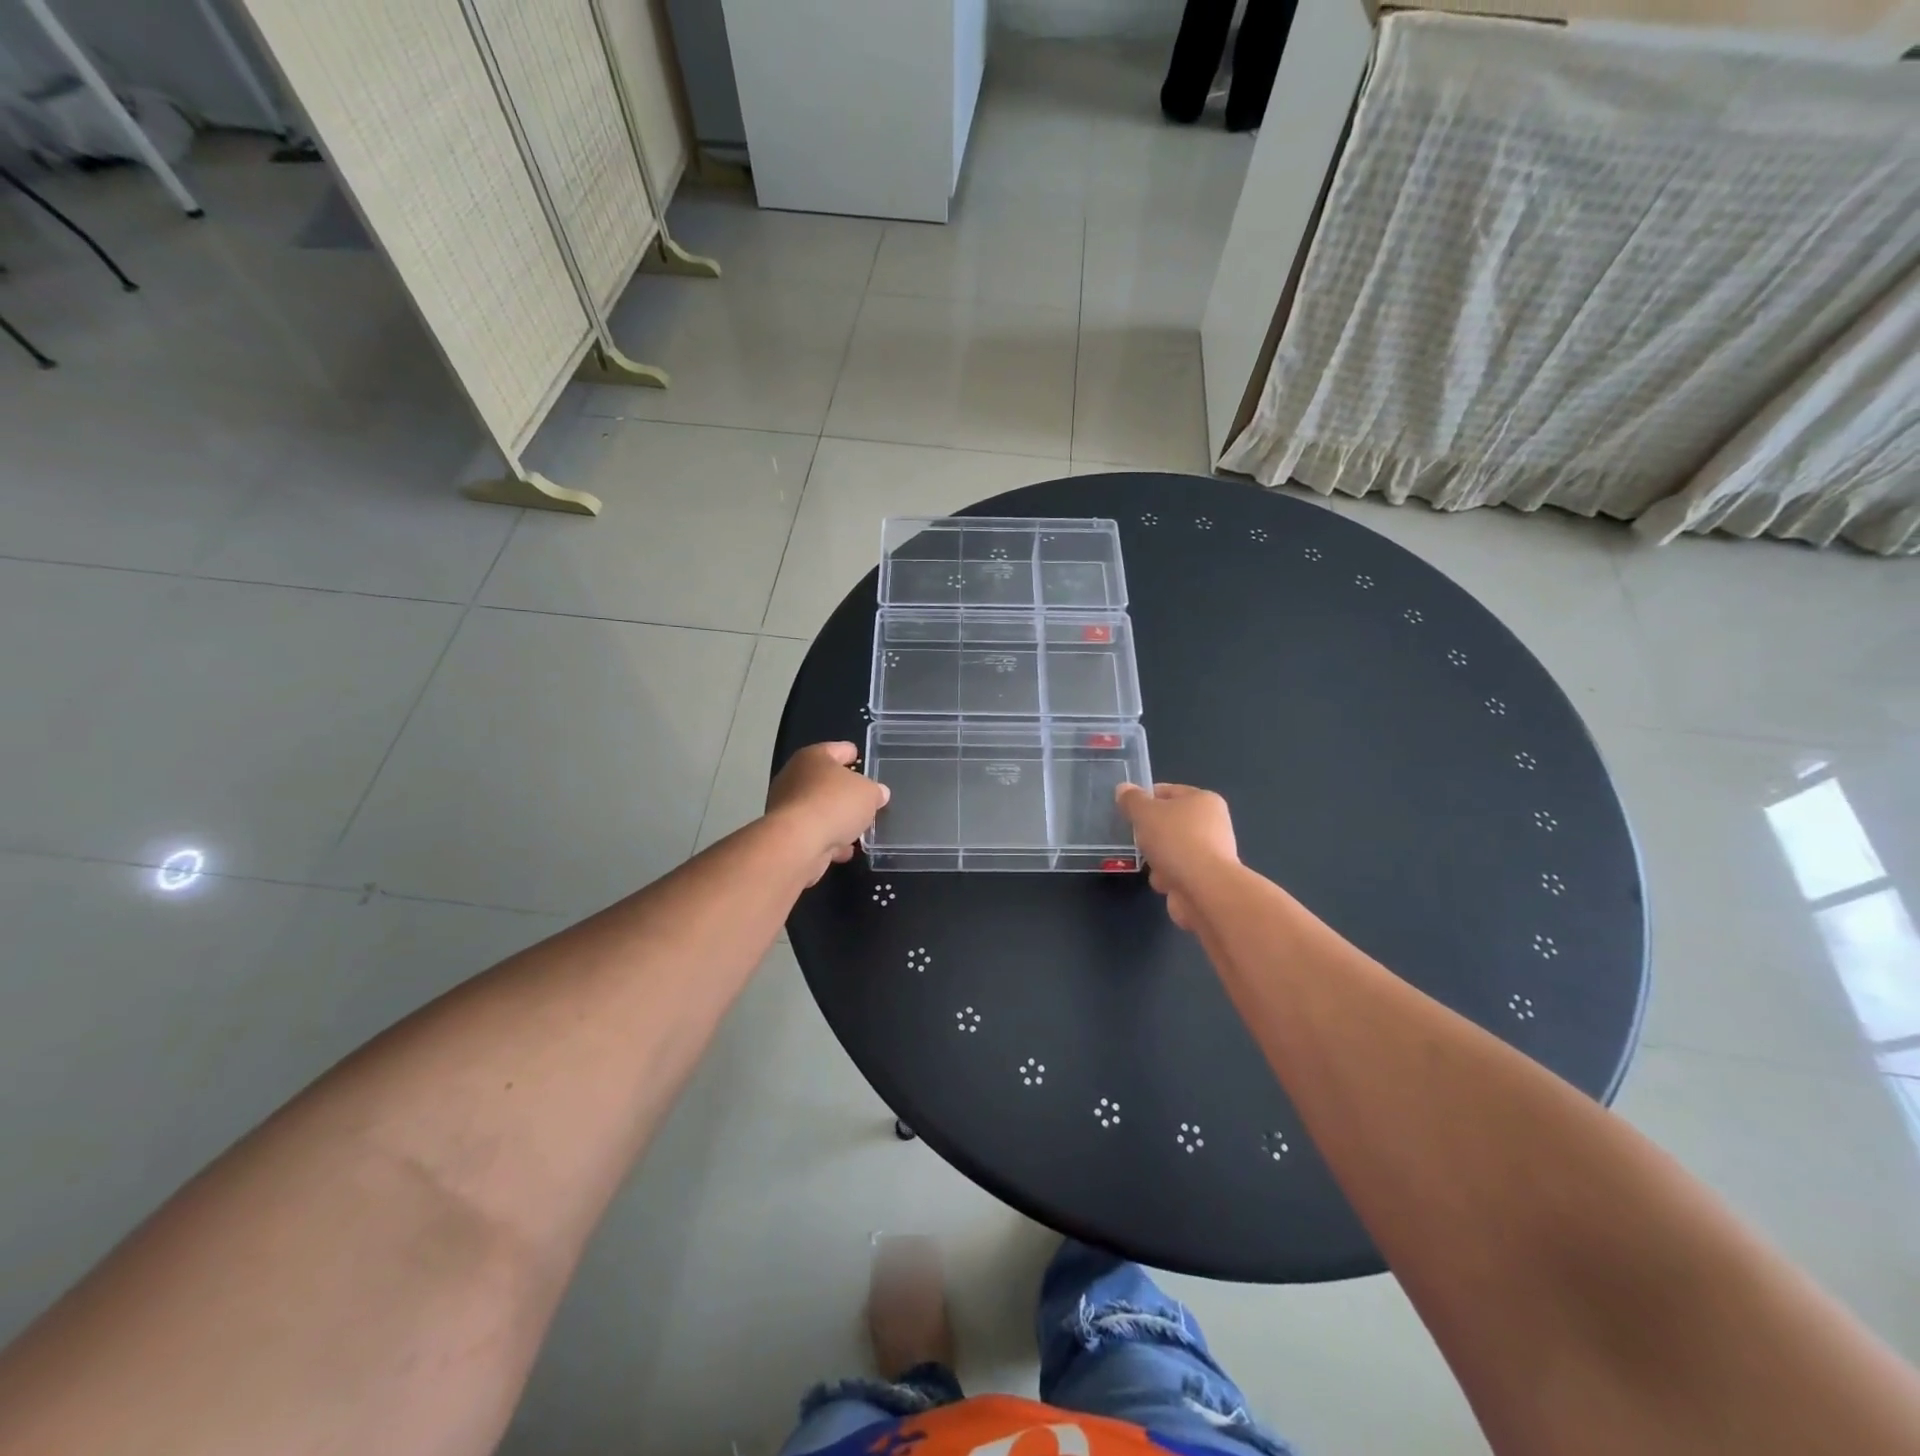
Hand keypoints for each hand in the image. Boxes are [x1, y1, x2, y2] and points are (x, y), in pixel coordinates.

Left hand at [766, 742, 889, 882]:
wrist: (798, 843)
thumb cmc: (835, 804)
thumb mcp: (869, 794)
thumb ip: (876, 791)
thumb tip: (878, 793)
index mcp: (814, 757)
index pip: (838, 749)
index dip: (852, 754)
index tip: (862, 760)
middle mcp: (795, 776)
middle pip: (826, 780)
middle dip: (845, 791)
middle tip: (865, 799)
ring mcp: (786, 806)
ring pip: (819, 809)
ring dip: (836, 819)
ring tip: (858, 829)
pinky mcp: (785, 833)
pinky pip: (813, 832)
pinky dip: (828, 839)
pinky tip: (844, 850)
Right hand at [1115, 782, 1238, 930]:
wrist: (1204, 890)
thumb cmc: (1176, 841)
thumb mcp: (1145, 813)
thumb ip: (1132, 800)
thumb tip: (1123, 789)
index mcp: (1204, 800)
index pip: (1168, 791)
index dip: (1145, 798)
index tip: (1127, 810)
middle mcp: (1212, 823)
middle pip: (1170, 822)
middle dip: (1150, 832)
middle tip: (1136, 836)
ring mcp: (1211, 853)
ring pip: (1172, 848)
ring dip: (1157, 857)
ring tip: (1148, 862)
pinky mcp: (1206, 879)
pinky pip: (1177, 871)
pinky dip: (1167, 876)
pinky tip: (1162, 882)